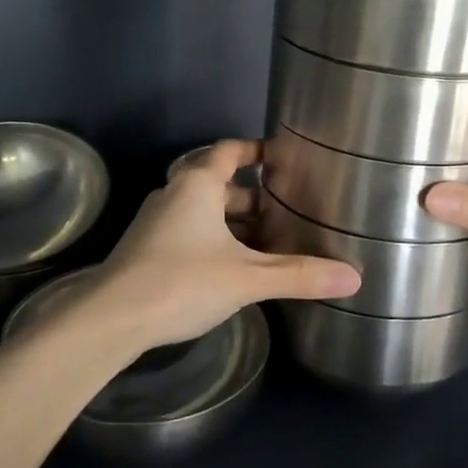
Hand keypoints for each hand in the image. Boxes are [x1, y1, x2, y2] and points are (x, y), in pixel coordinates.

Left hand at [60, 139, 360, 358]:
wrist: (112, 318)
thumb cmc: (182, 282)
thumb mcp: (247, 279)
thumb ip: (299, 275)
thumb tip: (354, 277)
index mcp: (197, 185)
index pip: (229, 151)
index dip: (255, 150)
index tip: (280, 156)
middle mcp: (174, 194)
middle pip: (216, 182)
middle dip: (249, 195)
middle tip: (284, 208)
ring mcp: (155, 222)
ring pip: (200, 210)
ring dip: (230, 221)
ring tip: (265, 240)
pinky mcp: (145, 248)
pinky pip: (187, 231)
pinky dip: (211, 239)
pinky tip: (230, 266)